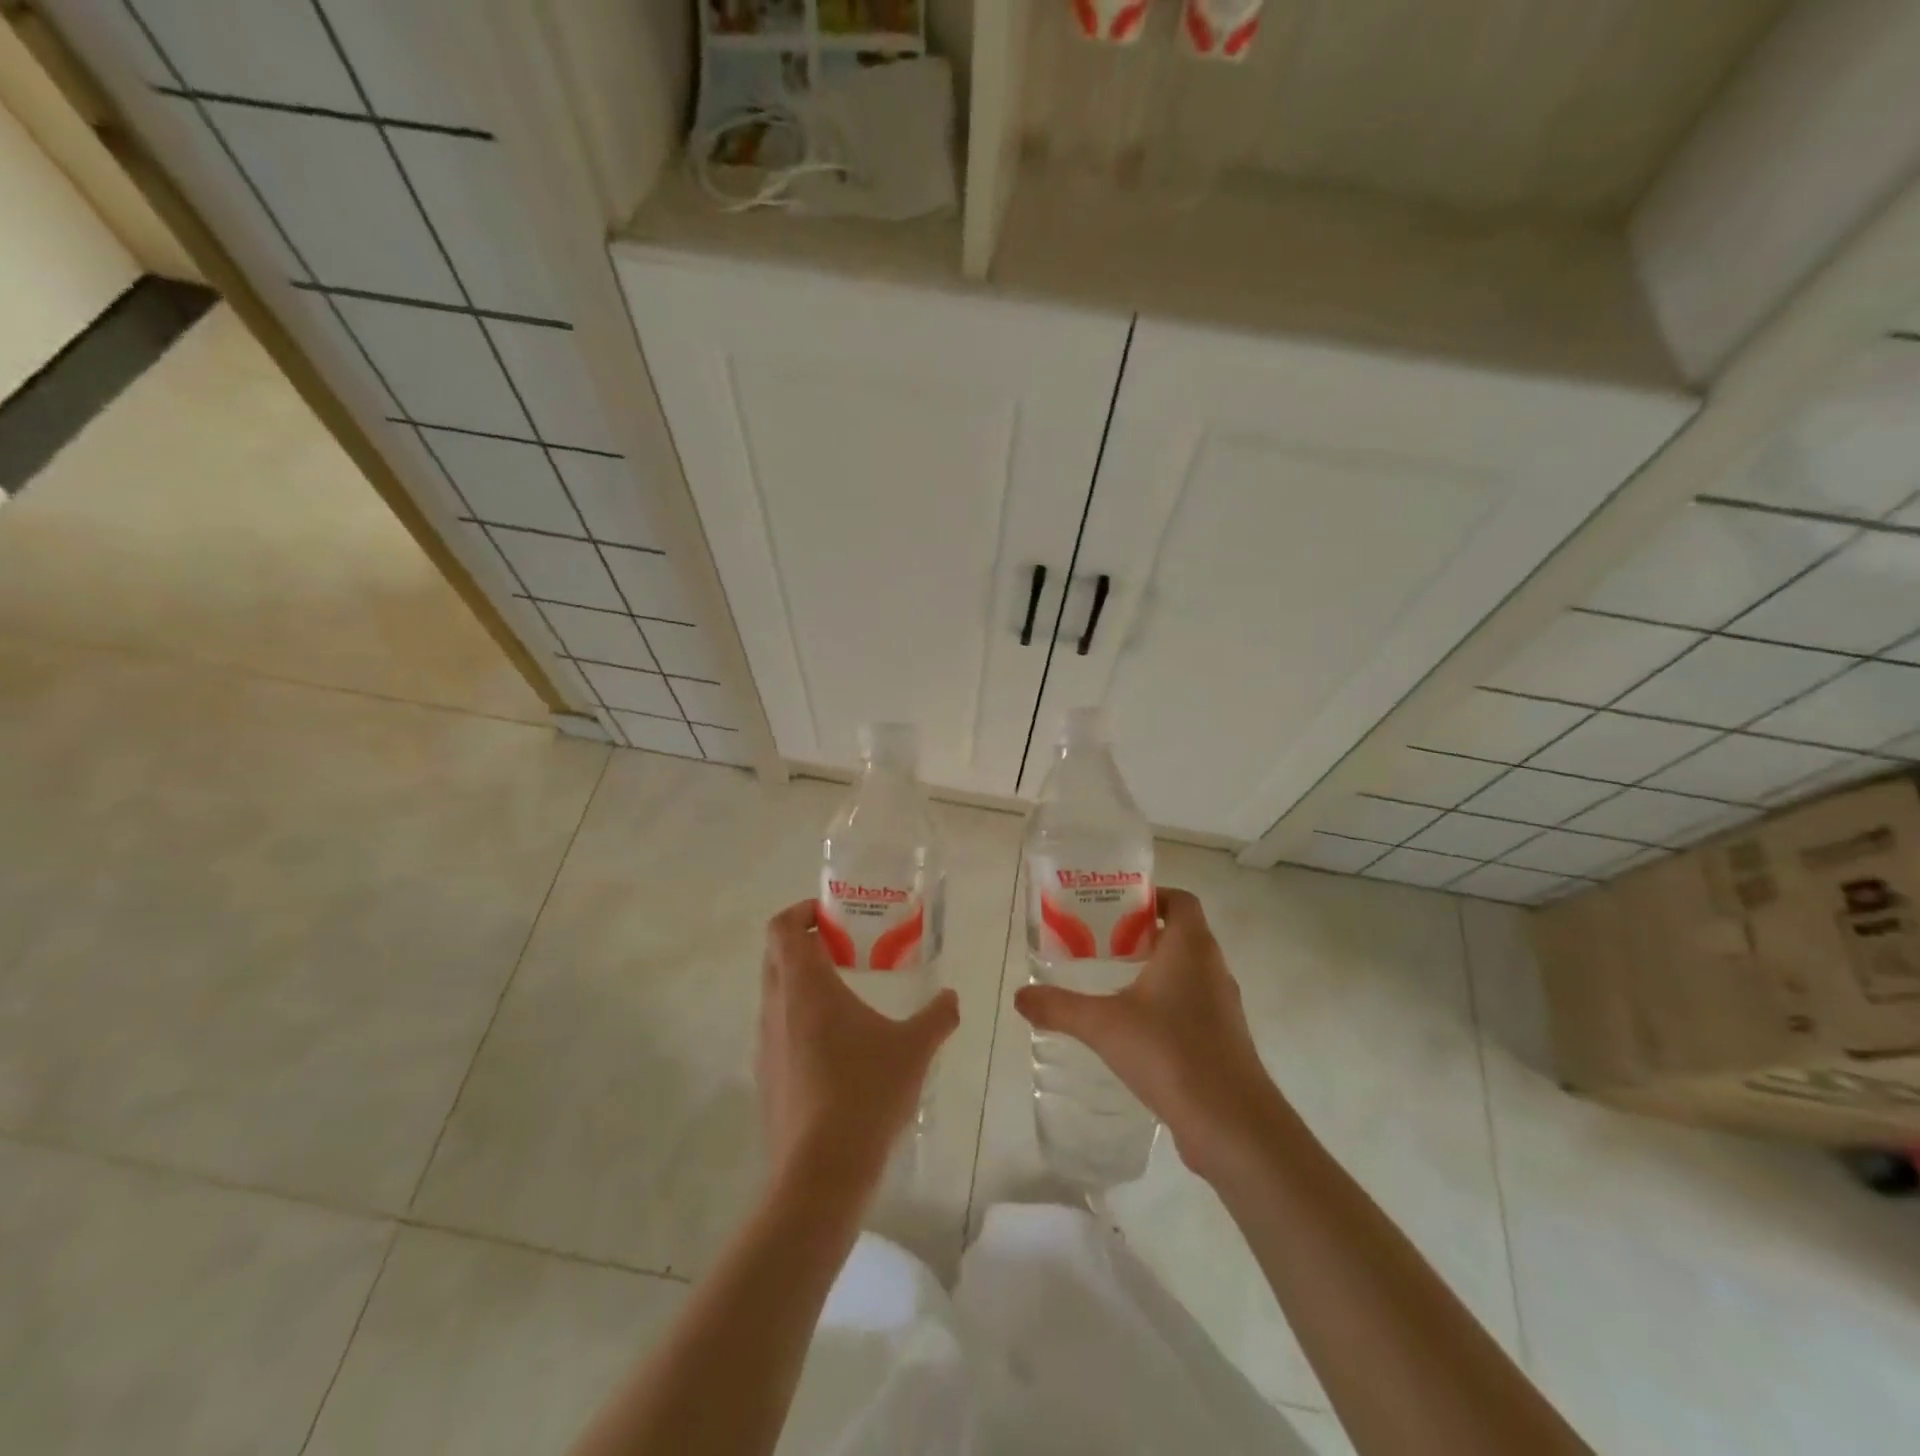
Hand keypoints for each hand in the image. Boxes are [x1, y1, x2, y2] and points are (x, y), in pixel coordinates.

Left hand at [757, 900, 959, 1201]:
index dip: (801, 912)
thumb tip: (952, 998)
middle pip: (776, 956)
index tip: (831, 915)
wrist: (821, 1172)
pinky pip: (778, 1029)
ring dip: (802, 983)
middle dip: (805, 944)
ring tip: (845, 996)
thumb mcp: (914, 1049)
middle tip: (845, 949)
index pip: (783, 928)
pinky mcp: (766, 1076)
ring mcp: (766, 1044)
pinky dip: (799, 1019)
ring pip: (775, 994)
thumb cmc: (866, 1092)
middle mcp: (778, 1007)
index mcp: (807, 987)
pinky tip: (836, 1047)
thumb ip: (937, 1016)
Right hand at [1014, 887, 1286, 1182]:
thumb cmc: (1170, 1053)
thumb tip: (1020, 996)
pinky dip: (1167, 1001)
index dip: (1150, 896)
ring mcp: (1223, 1005)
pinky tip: (1136, 1027)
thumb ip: (1060, 1007)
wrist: (1232, 1124)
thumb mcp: (1104, 1026)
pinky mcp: (1224, 1038)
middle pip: (1180, 932)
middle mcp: (1212, 967)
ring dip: (1155, 968)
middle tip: (1101, 941)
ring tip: (1112, 981)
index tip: (1114, 907)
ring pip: (1188, 969)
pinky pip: (1193, 1002)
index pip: (1179, 900)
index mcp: (1190, 947)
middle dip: (1142, 933)